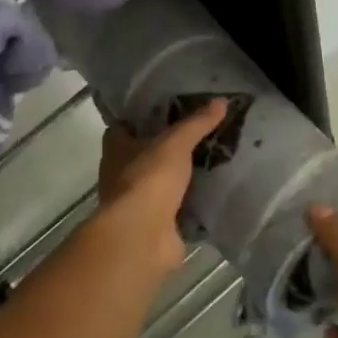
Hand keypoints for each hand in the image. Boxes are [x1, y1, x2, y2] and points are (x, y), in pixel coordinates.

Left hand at [90, 99, 226, 276]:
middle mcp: (121, 174)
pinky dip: (190, 204)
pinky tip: (212, 195)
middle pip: (143, 155)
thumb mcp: (175, 143)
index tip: (166, 111)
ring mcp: (137, 203)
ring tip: (211, 162)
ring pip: (159, 183)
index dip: (141, 119)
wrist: (142, 236)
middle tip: (197, 135)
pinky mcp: (155, 226)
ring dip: (178, 177)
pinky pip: (175, 209)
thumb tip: (221, 100)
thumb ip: (196, 123)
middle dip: (165, 148)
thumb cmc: (149, 179)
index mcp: (117, 149)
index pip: (123, 127)